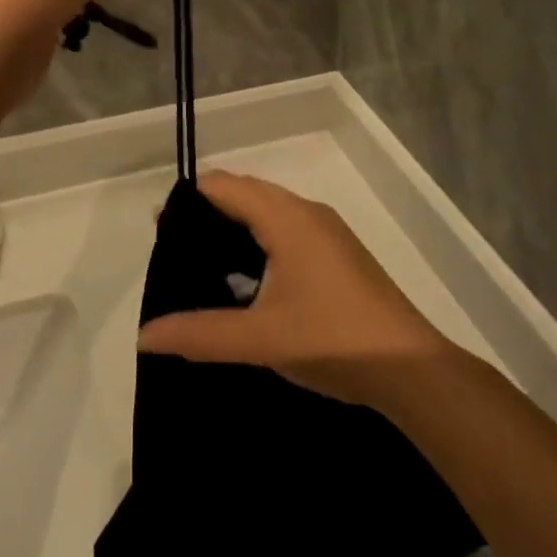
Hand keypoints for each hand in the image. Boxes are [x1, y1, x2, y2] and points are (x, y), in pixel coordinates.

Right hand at [138, 172, 455, 408]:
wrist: (412, 371)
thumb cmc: (332, 340)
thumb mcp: (259, 338)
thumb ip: (199, 333)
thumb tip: (144, 335)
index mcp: (286, 217)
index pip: (225, 186)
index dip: (189, 200)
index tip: (159, 229)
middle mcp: (307, 212)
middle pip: (246, 193)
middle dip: (208, 211)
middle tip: (174, 248)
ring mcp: (327, 232)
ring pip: (268, 211)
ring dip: (235, 225)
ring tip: (203, 262)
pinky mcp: (339, 254)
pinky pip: (287, 228)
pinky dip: (259, 239)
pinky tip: (247, 278)